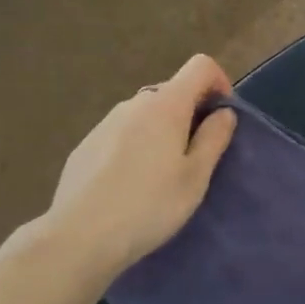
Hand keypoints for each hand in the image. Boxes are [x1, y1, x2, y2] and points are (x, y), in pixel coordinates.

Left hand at [39, 55, 237, 280]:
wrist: (80, 236)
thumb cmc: (150, 206)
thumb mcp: (195, 177)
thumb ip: (214, 138)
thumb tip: (224, 112)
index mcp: (166, 106)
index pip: (200, 66)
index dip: (219, 82)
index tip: (223, 118)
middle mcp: (133, 104)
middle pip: (172, 91)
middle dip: (191, 114)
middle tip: (198, 157)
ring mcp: (105, 123)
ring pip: (145, 114)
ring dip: (163, 132)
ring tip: (163, 176)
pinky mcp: (86, 145)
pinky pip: (122, 134)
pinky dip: (136, 146)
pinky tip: (131, 186)